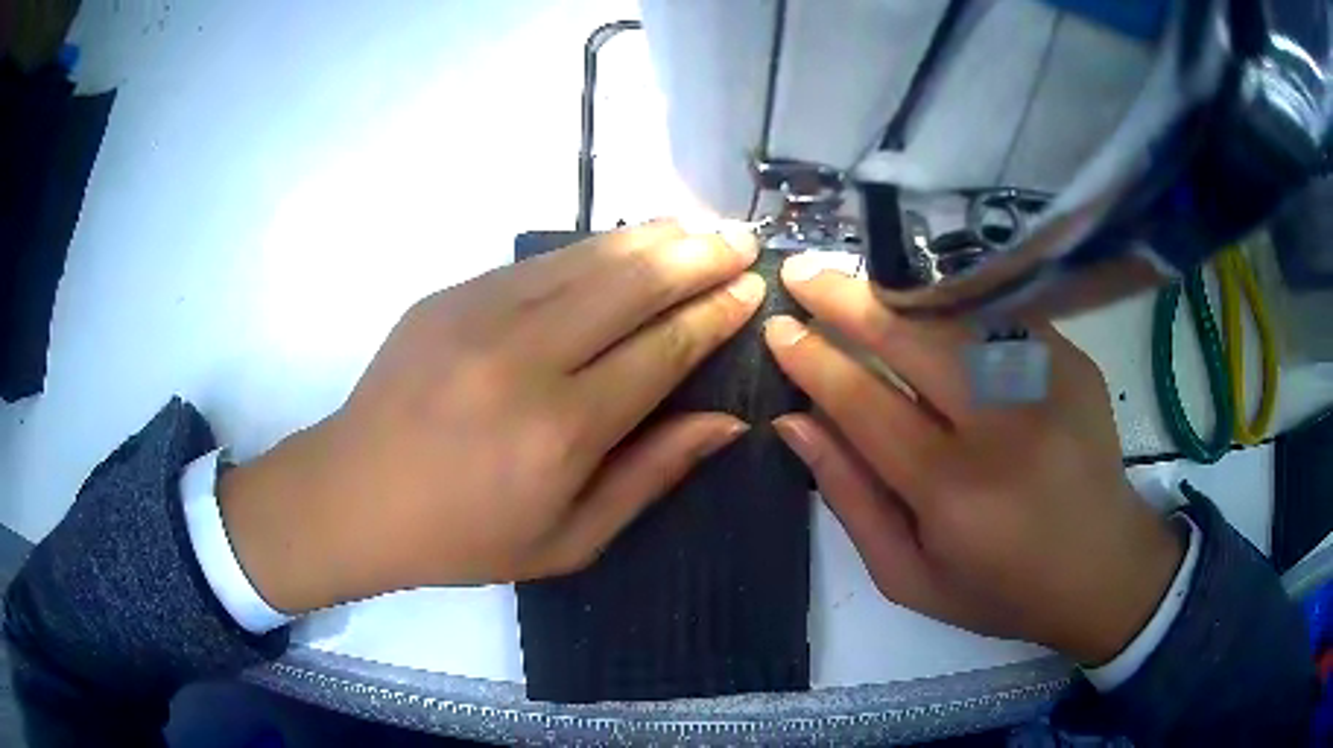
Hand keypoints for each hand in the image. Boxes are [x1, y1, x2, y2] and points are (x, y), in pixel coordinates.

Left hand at [218, 220, 765, 613]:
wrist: (354, 495)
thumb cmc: (464, 537)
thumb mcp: (569, 540)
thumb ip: (651, 475)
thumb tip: (726, 421)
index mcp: (560, 430)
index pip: (664, 349)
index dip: (716, 313)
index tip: (753, 288)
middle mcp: (525, 357)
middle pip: (634, 284)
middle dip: (700, 255)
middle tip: (743, 240)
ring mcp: (480, 314)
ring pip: (590, 257)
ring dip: (655, 236)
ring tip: (702, 226)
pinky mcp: (451, 294)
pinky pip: (542, 261)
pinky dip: (597, 247)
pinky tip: (628, 242)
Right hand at [764, 254, 1183, 665]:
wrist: (1102, 569)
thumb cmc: (1000, 589)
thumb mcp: (909, 576)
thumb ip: (851, 499)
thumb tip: (796, 423)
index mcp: (954, 491)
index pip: (865, 403)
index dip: (814, 361)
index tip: (779, 329)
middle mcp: (1002, 426)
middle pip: (912, 339)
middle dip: (846, 300)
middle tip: (802, 272)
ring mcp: (1046, 383)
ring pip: (956, 315)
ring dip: (897, 292)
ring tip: (855, 281)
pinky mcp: (1072, 362)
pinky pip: (1000, 316)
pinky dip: (954, 302)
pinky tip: (926, 300)